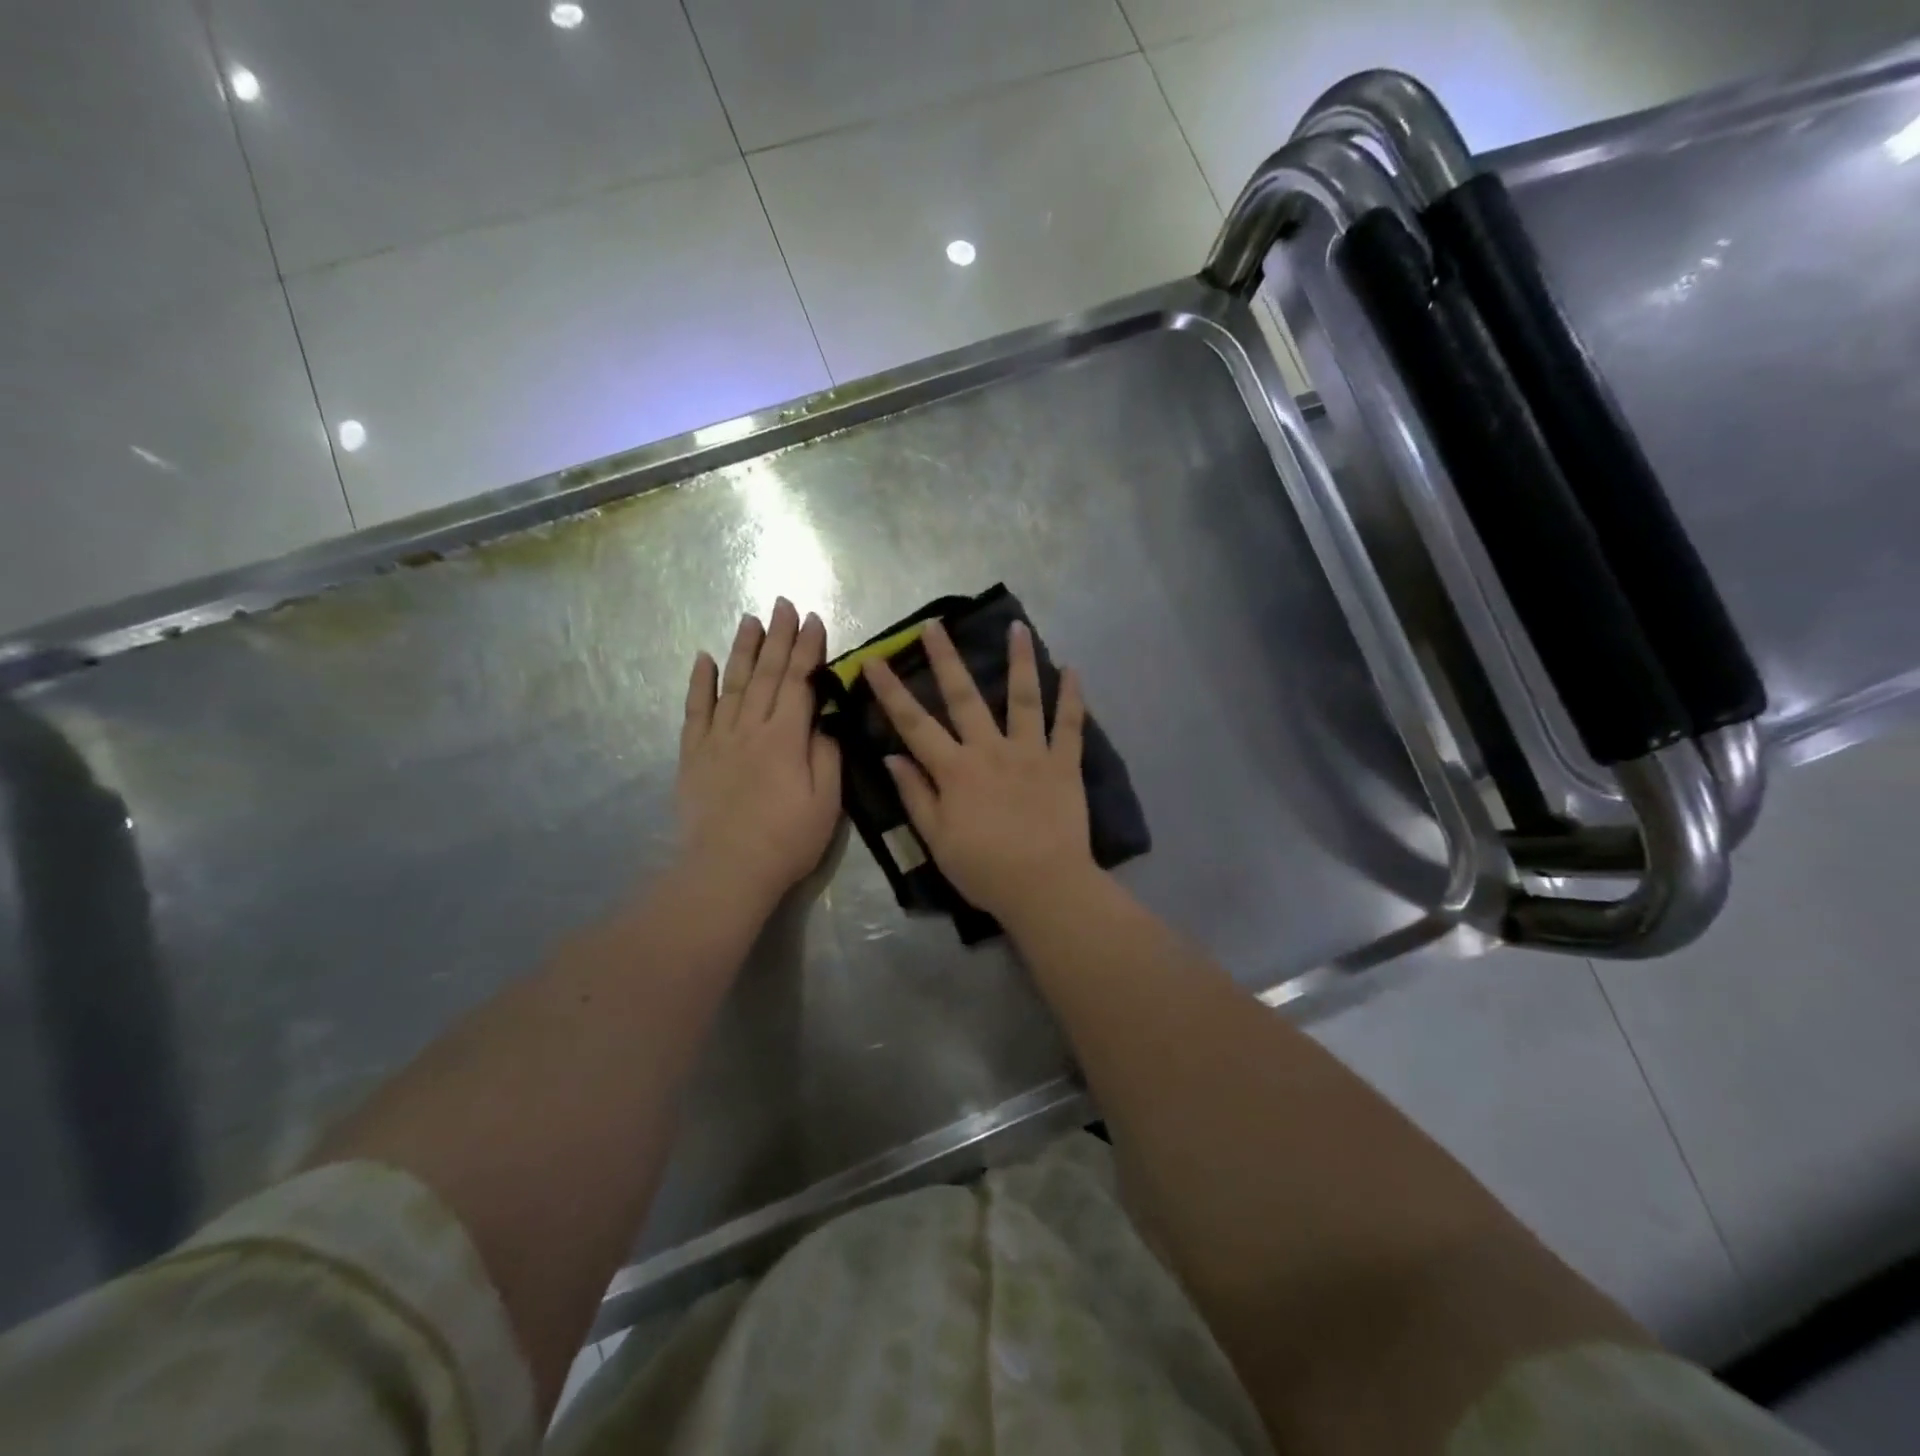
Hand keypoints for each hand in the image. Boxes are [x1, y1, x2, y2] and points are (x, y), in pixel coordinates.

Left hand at [678, 599, 841, 908]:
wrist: (726, 871)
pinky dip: (699, 683)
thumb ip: (827, 756)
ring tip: (751, 620)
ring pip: (733, 684)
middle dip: (779, 636)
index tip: (814, 620)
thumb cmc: (786, 840)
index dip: (808, 649)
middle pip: (767, 674)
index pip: (800, 682)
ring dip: (744, 649)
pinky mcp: (693, 755)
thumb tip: (822, 723)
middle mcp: (750, 728)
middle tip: (783, 603)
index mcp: (786, 738)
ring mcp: (718, 739)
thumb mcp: (827, 802)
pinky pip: (695, 711)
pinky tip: (704, 658)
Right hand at [865, 619, 1096, 923]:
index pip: (914, 724)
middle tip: (935, 625)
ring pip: (1024, 698)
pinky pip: (1070, 725)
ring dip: (1020, 660)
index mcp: (955, 771)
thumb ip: (915, 795)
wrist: (1045, 887)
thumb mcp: (937, 839)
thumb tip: (892, 757)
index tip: (874, 660)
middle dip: (946, 658)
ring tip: (1017, 626)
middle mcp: (991, 750)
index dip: (891, 691)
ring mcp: (1031, 753)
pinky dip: (1073, 697)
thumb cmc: (984, 869)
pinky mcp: (1064, 764)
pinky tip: (1073, 669)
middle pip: (964, 697)